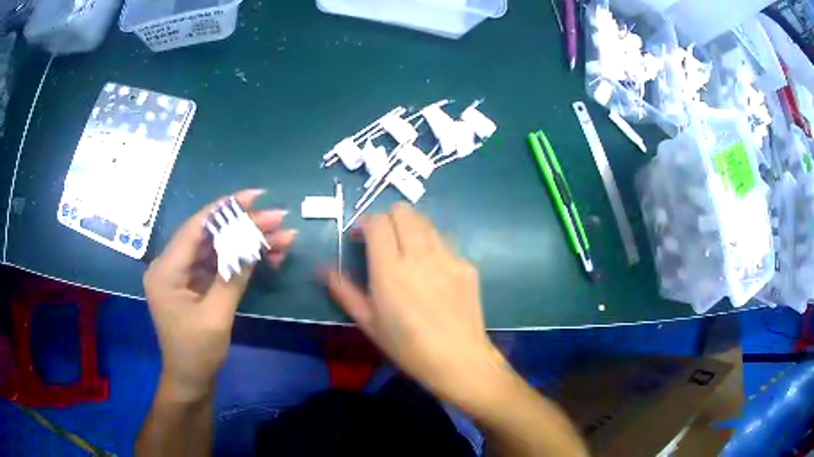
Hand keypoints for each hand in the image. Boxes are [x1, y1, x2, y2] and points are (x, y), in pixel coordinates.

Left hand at [144, 189, 295, 397]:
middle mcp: (171, 265)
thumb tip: (252, 243)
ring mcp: (183, 275)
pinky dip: (241, 261)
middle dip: (244, 227)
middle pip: (209, 236)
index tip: (256, 197)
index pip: (196, 228)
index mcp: (166, 270)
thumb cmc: (197, 353)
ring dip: (248, 244)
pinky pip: (218, 265)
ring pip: (217, 249)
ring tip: (282, 239)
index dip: (226, 209)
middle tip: (278, 219)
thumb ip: (232, 276)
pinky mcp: (194, 284)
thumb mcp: (216, 316)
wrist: (191, 381)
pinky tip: (267, 258)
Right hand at [323, 203, 506, 407]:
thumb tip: (322, 269)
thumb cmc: (407, 347)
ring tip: (406, 252)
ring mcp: (447, 257)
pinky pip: (444, 242)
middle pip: (403, 210)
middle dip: (387, 218)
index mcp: (390, 271)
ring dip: (410, 228)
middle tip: (383, 241)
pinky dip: (431, 246)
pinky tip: (431, 272)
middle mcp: (420, 255)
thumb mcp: (369, 323)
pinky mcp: (466, 265)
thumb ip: (343, 291)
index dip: (365, 222)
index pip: (377, 221)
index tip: (360, 237)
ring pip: (425, 221)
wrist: (458, 360)